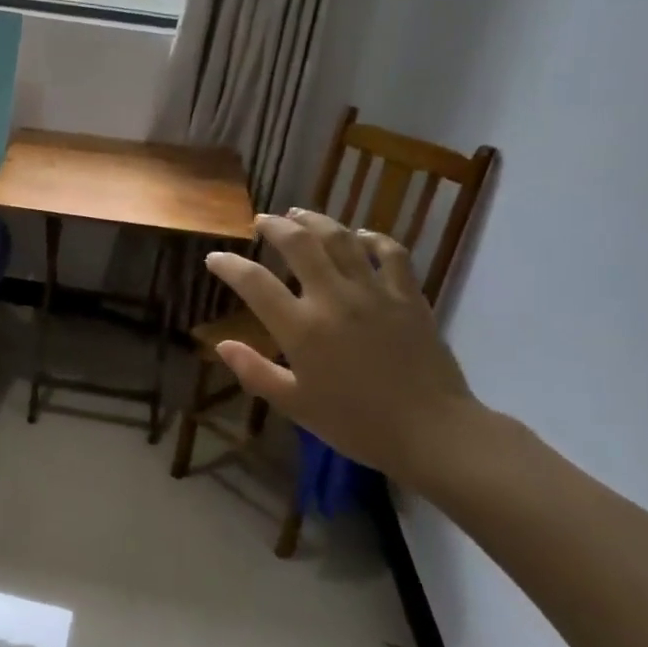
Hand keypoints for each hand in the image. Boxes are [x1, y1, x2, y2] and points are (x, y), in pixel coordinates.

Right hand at [203, 211, 477, 478]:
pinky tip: (360, 236)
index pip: (254, 283)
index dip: (229, 265)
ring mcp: (374, 292)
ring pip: (341, 238)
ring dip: (315, 221)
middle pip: (299, 244)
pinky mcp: (408, 295)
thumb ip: (255, 372)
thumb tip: (222, 345)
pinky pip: (390, 252)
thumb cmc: (357, 424)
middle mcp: (334, 299)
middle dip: (274, 226)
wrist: (432, 431)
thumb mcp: (295, 405)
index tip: (215, 258)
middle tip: (261, 221)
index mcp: (302, 329)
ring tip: (299, 215)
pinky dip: (372, 238)